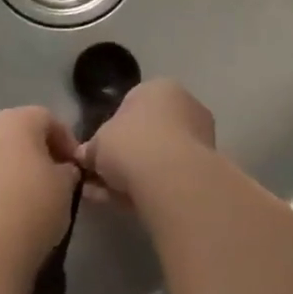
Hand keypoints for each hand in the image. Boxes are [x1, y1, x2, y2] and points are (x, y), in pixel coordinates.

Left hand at [0, 107, 82, 281]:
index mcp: (14, 120)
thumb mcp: (65, 186)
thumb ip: (66, 169)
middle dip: (36, 148)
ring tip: (28, 192)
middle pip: (16, 130)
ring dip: (11, 164)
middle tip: (53, 174)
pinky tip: (5, 205)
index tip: (75, 165)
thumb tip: (62, 169)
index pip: (46, 118)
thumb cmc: (33, 208)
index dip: (65, 139)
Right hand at [82, 80, 215, 203]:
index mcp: (159, 88)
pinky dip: (149, 187)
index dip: (112, 130)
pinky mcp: (206, 169)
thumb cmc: (130, 144)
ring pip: (158, 157)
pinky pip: (170, 176)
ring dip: (135, 175)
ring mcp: (200, 137)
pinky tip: (127, 204)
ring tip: (109, 196)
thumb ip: (92, 149)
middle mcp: (185, 106)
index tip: (100, 152)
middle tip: (102, 177)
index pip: (131, 104)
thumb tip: (86, 157)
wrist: (171, 178)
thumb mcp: (97, 143)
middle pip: (147, 132)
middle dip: (125, 155)